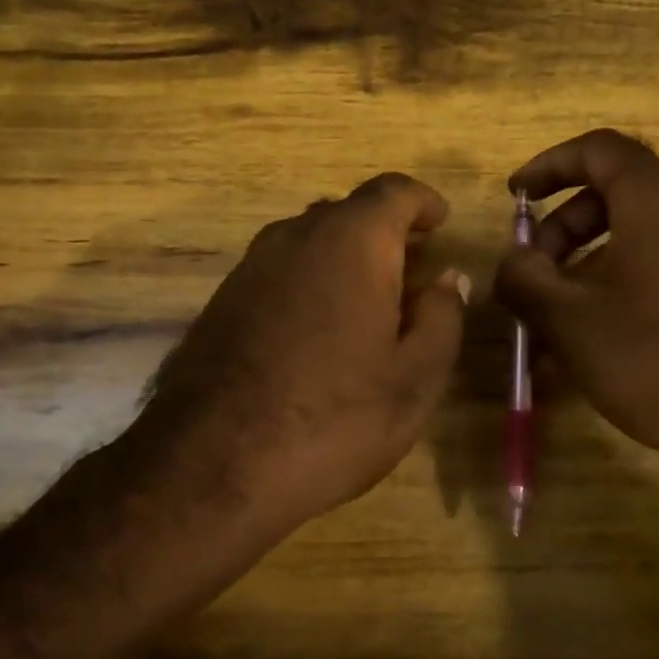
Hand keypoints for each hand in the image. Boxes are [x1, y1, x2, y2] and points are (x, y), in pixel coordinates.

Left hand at [128, 172, 468, 534]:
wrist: (212, 466)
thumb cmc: (333, 419)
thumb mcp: (413, 379)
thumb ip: (442, 319)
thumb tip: (447, 280)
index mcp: (351, 242)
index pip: (393, 192)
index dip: (422, 202)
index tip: (441, 223)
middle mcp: (295, 237)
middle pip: (348, 214)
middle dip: (385, 235)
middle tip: (413, 274)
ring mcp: (250, 267)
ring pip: (309, 242)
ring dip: (345, 260)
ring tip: (370, 306)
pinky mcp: (221, 301)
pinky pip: (280, 273)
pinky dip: (309, 283)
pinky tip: (319, 333)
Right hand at [494, 129, 658, 506]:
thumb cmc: (658, 359)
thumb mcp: (570, 321)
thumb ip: (525, 279)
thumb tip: (514, 261)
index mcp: (658, 202)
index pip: (599, 149)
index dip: (550, 165)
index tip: (517, 197)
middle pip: (616, 194)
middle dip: (563, 228)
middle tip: (534, 273)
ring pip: (639, 234)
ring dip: (588, 262)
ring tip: (557, 316)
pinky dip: (622, 282)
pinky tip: (599, 337)